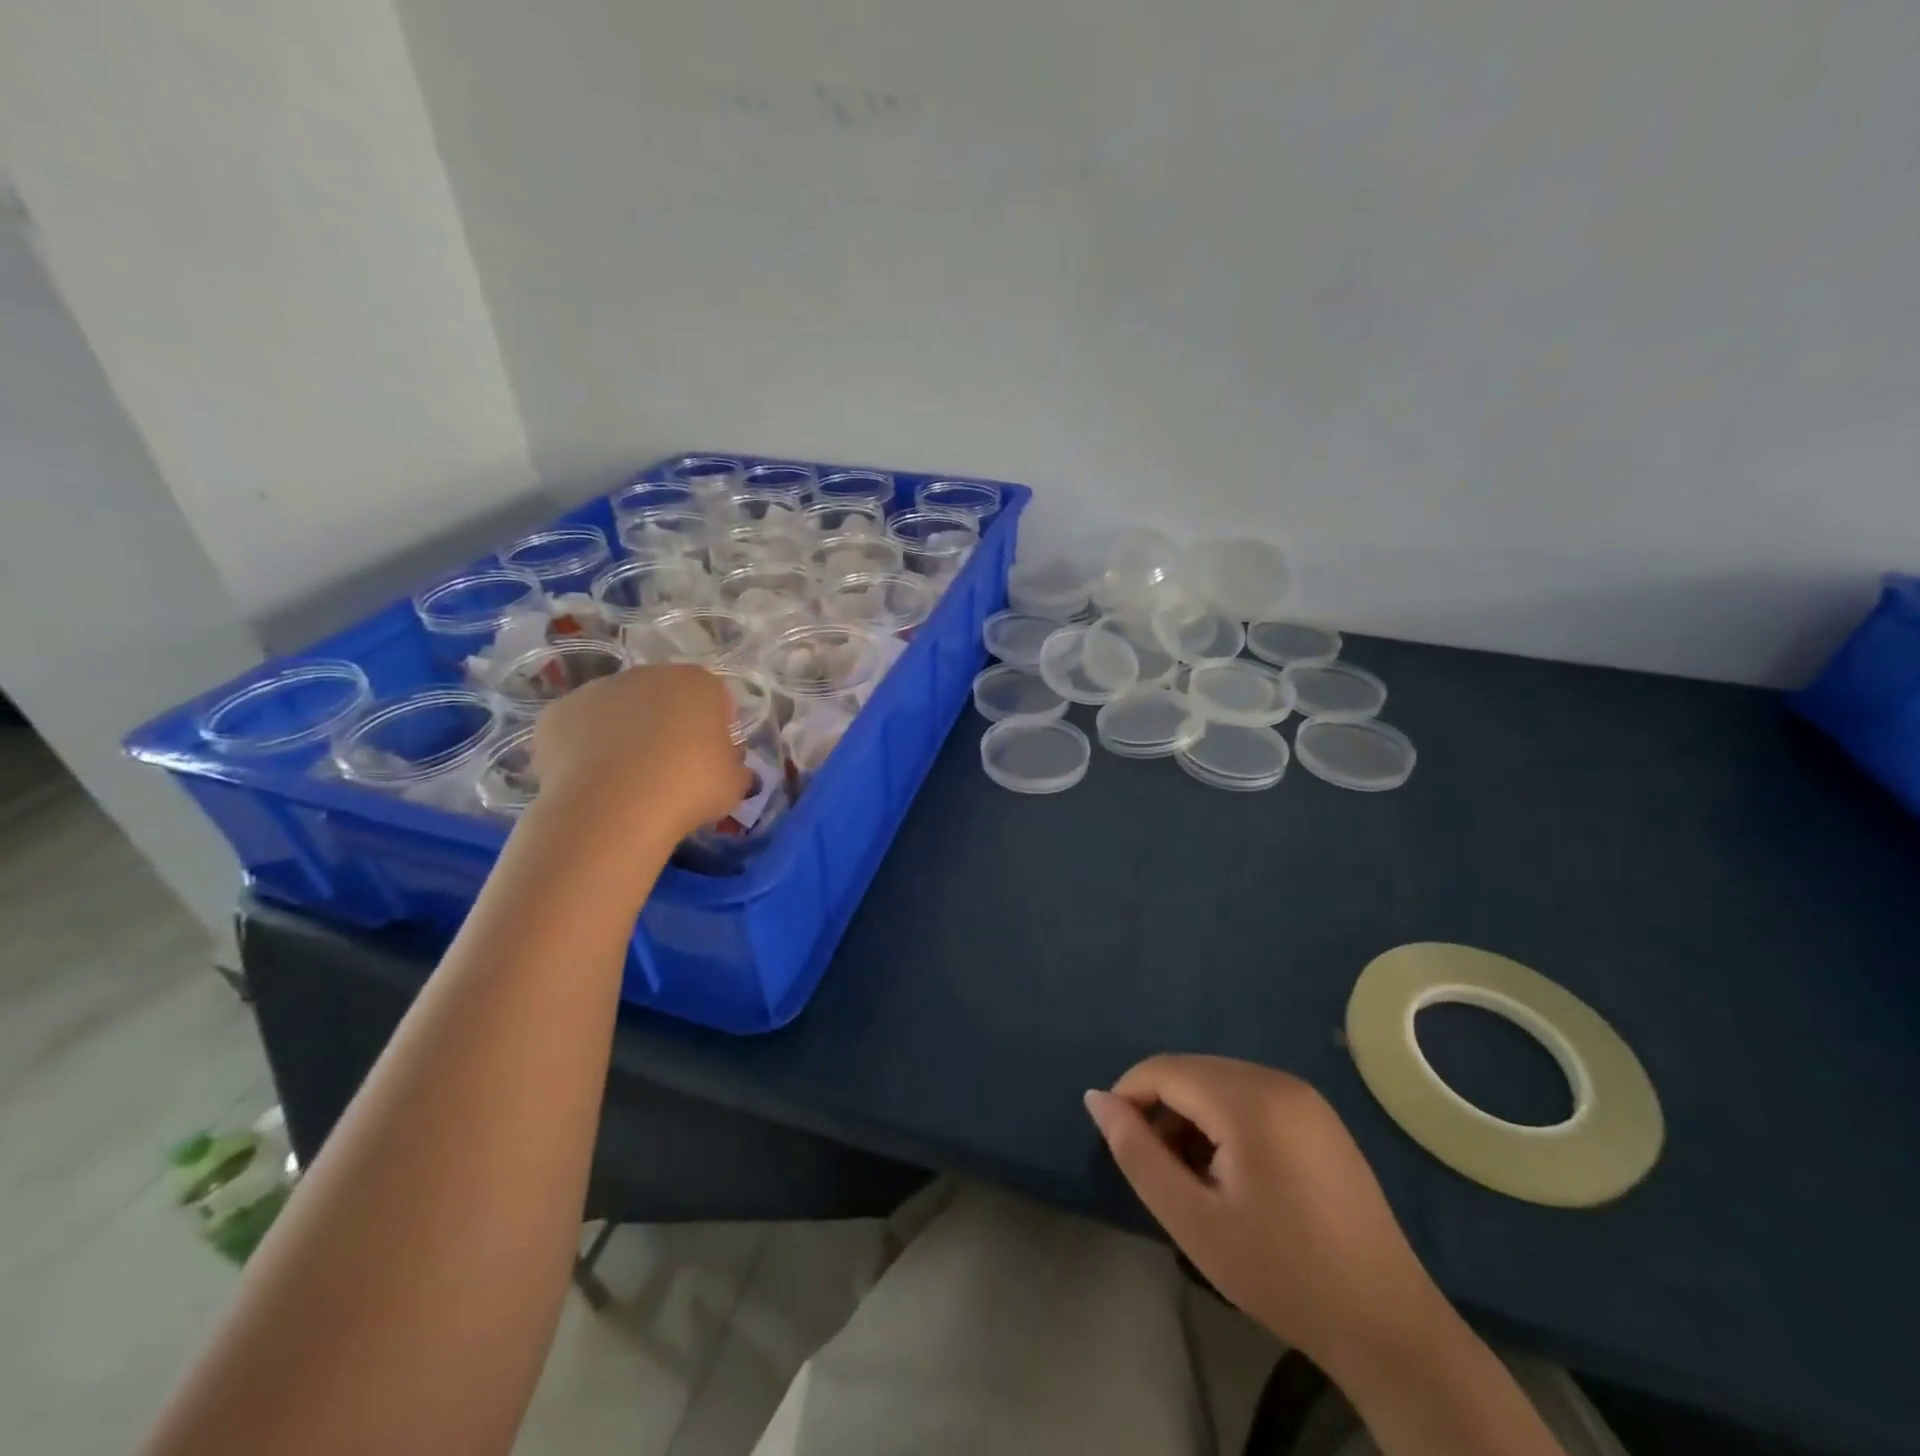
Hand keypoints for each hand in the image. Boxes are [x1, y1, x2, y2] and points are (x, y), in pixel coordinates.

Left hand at [532, 664, 748, 839]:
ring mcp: (597, 689)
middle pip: (664, 698)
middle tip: (670, 770)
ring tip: (627, 780)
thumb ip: (735, 768)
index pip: (715, 699)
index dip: (716, 729)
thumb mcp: (734, 785)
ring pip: (619, 711)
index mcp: (698, 683)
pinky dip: (586, 749)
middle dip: (668, 726)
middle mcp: (647, 674)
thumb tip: (730, 768)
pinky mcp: (557, 713)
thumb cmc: (688, 788)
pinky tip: (593, 782)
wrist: (613, 808)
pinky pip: (580, 730)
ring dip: (625, 735)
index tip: (712, 761)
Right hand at [1085, 1056, 1444, 1375]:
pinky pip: (1252, 1097)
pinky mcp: (1320, 1118)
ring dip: (1192, 1116)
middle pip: (1193, 1072)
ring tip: (1192, 1178)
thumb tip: (1096, 1098)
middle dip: (1161, 1109)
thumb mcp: (1193, 1221)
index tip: (1116, 1142)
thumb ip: (1137, 1153)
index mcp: (1250, 1099)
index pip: (1165, 1069)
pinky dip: (1224, 1121)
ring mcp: (1305, 1097)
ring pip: (1220, 1083)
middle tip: (1158, 1170)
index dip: (1129, 1096)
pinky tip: (1231, 1174)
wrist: (1388, 1326)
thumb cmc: (1282, 1274)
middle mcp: (1278, 1080)